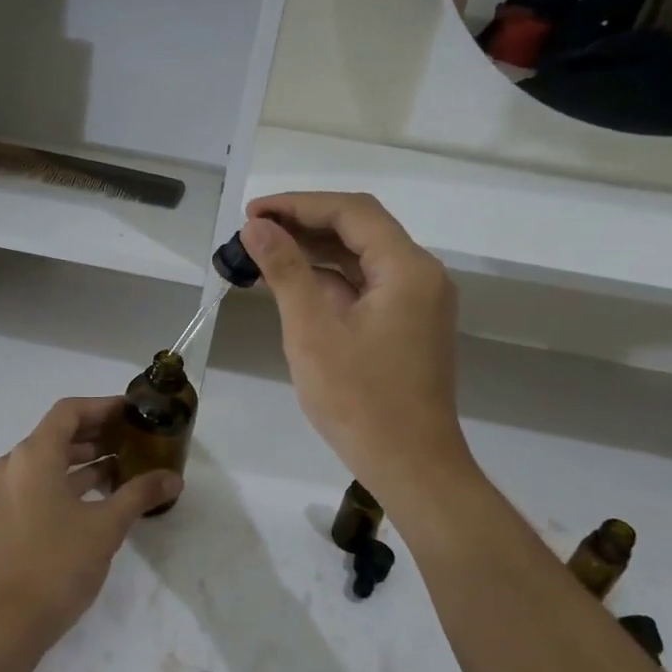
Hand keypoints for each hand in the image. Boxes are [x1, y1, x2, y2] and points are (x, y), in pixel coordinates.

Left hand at [0, 396, 181, 653]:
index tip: (134, 411)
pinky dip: (73, 479)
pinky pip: (45, 480)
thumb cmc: (58, 563)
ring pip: (53, 458)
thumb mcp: (106, 526)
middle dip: (99, 431)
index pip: (69, 411)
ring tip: (128, 462)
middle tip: (137, 436)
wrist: (9, 621)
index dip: (103, 406)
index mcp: (34, 455)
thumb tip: (174, 478)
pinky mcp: (12, 513)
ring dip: (88, 457)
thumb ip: (140, 494)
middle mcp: (17, 464)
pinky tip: (106, 491)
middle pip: (60, 431)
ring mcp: (11, 490)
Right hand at [240, 193, 473, 496]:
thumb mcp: (312, 331)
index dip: (298, 204)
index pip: (351, 212)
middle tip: (252, 231)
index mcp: (406, 269)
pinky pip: (365, 284)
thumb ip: (286, 270)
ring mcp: (416, 301)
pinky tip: (291, 283)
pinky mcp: (407, 324)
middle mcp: (419, 275)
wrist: (411, 466)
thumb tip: (256, 227)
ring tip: (262, 253)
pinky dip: (328, 278)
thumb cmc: (359, 400)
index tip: (252, 213)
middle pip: (359, 228)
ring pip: (361, 256)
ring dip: (314, 250)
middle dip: (303, 224)